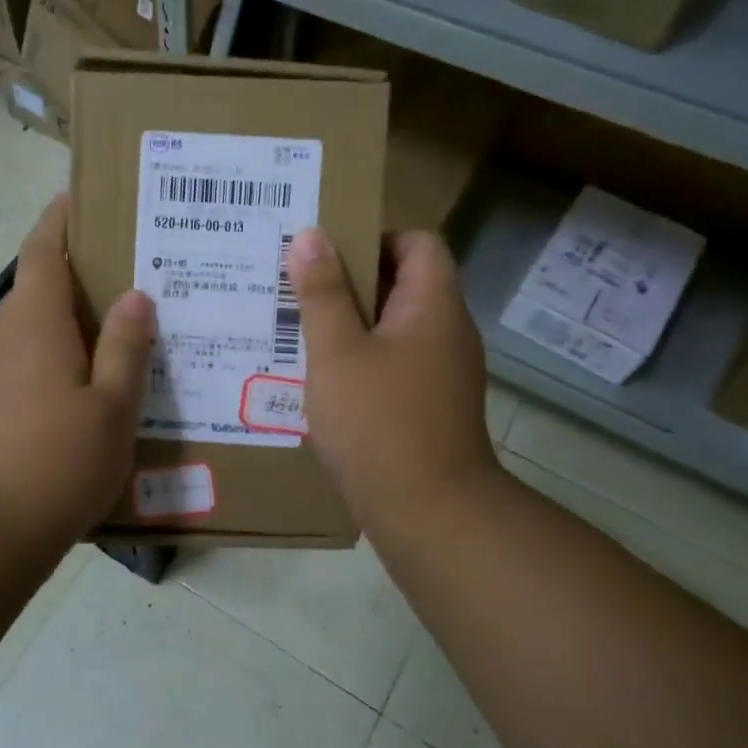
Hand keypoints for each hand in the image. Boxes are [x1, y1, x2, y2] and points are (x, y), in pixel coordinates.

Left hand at [0, 195, 153, 557]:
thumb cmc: (55, 465)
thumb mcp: (111, 409)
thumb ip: (125, 348)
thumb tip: (135, 295)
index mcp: (35, 326)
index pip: (41, 251)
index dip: (57, 220)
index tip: (79, 197)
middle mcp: (4, 340)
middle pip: (36, 288)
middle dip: (75, 272)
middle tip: (128, 270)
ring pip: (31, 330)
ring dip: (67, 320)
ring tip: (117, 329)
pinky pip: (25, 364)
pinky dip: (55, 357)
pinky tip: (86, 387)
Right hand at [288, 227, 501, 532]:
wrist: (429, 512)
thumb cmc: (379, 421)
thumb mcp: (337, 351)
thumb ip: (323, 291)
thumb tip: (311, 235)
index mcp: (434, 305)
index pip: (418, 242)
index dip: (374, 236)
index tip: (327, 253)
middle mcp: (448, 331)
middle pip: (404, 282)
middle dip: (351, 280)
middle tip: (300, 286)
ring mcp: (443, 371)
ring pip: (395, 326)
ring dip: (353, 322)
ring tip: (301, 328)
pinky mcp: (431, 405)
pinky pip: (395, 362)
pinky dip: (363, 358)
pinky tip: (325, 376)